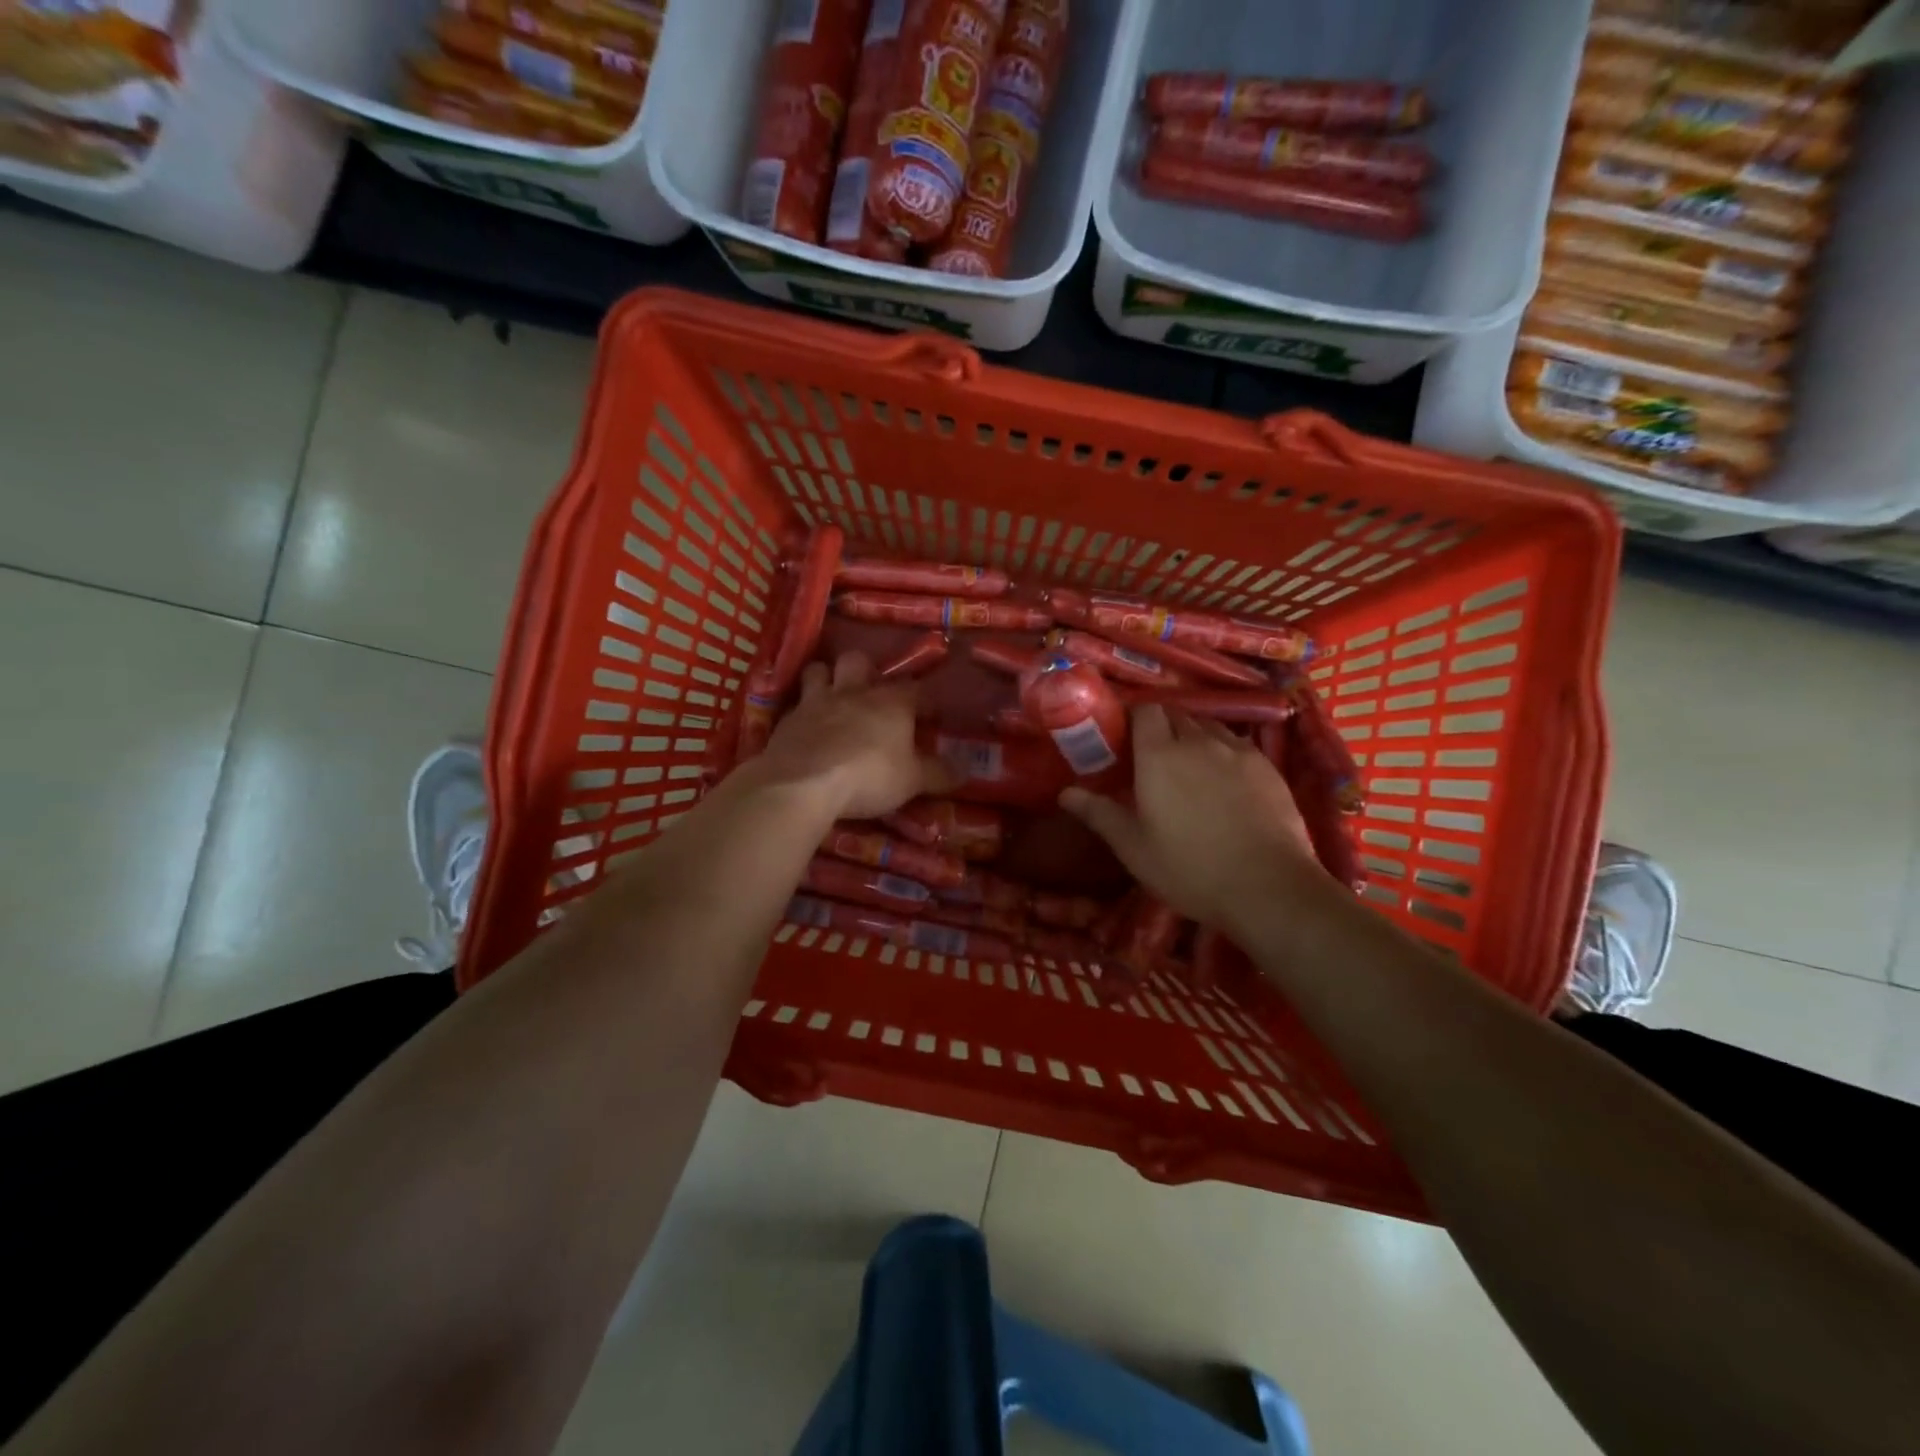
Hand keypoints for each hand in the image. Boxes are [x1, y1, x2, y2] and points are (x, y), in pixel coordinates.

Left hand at [753, 651, 950, 821]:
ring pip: (819, 670)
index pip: (916, 688)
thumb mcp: (912, 781)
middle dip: (866, 670)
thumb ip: (938, 774)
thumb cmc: (869, 776)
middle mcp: (854, 692)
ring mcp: (816, 701)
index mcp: (891, 702)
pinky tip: (804, 725)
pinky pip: (794, 703)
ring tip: (831, 694)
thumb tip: (965, 771)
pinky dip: (801, 710)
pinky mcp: (787, 719)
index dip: (925, 699)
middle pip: (859, 660)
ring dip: (826, 677)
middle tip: (871, 691)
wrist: (803, 783)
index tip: (931, 714)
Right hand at [1060, 706, 1319, 937]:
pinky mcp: (1268, 767)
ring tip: (1189, 766)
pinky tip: (1225, 781)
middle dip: (1162, 727)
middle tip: (1151, 756)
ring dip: (1194, 737)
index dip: (1134, 717)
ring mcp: (1237, 751)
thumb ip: (1099, 814)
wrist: (1268, 887)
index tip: (1124, 736)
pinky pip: (1237, 745)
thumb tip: (1065, 793)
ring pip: (1209, 727)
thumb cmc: (1189, 868)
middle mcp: (1198, 741)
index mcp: (1159, 755)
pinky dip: (1224, 752)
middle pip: (1177, 715)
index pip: (1145, 710)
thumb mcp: (1134, 847)